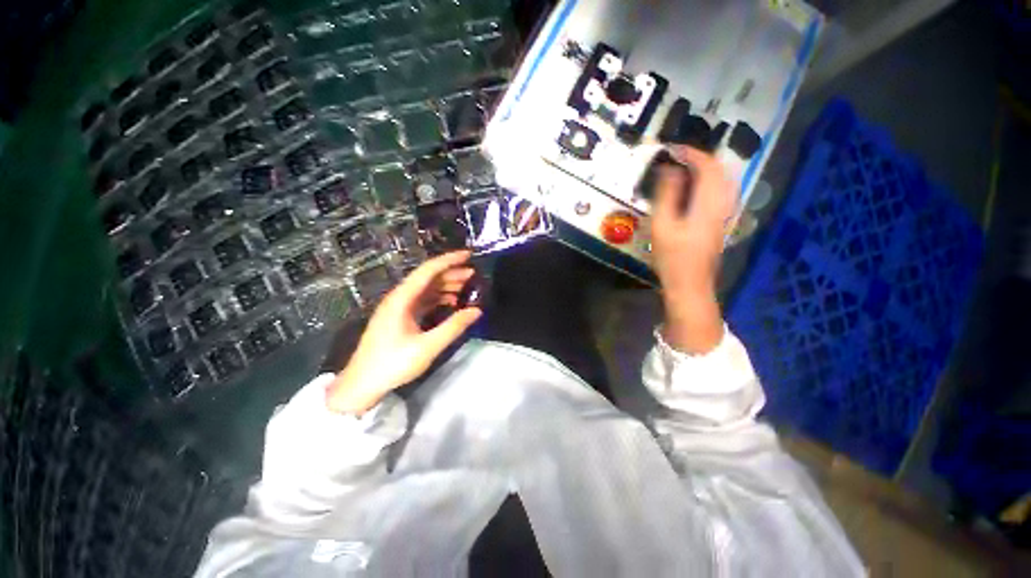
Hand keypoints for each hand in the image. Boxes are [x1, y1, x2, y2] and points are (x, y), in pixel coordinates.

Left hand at [327, 251, 482, 413]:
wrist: (362, 384)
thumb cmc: (392, 364)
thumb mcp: (427, 347)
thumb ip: (453, 327)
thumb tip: (477, 310)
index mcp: (402, 299)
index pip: (428, 270)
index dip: (449, 260)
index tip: (468, 255)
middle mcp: (399, 297)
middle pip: (428, 277)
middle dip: (451, 272)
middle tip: (473, 273)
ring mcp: (399, 307)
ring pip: (426, 288)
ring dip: (446, 285)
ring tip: (467, 286)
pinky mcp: (400, 316)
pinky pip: (423, 300)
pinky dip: (439, 298)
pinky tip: (452, 302)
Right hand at [651, 147, 734, 353]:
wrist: (690, 283)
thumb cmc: (672, 257)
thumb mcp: (662, 225)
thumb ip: (667, 194)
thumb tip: (669, 169)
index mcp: (709, 201)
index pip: (706, 164)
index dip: (689, 152)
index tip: (670, 149)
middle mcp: (724, 202)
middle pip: (719, 168)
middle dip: (698, 157)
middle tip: (674, 158)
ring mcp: (727, 211)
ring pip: (723, 178)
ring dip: (705, 167)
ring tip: (682, 168)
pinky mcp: (723, 219)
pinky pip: (722, 189)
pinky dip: (709, 180)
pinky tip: (695, 186)